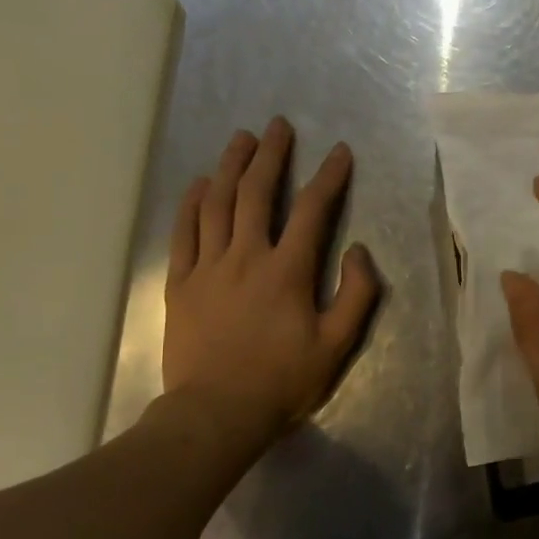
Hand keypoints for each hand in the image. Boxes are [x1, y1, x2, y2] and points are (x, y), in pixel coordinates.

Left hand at [159, 118, 379, 465]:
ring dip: (231, 167)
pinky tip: (200, 183)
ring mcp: (208, 267)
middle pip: (257, 193)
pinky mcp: (181, 283)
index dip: (329, 177)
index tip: (339, 151)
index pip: (313, 211)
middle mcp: (246, 257)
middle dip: (271, 155)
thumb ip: (356, 294)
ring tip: (241, 139)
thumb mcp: (337, 344)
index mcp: (288, 271)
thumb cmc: (283, 380)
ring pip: (218, 204)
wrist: (217, 412)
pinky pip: (184, 232)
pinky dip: (192, 203)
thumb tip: (357, 251)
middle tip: (278, 126)